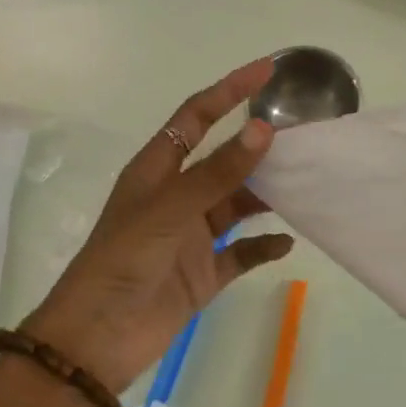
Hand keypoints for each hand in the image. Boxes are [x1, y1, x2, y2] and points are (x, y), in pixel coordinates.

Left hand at [21, 59, 294, 393]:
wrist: (99, 335)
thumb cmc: (123, 260)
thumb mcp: (169, 209)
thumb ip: (217, 173)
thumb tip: (263, 131)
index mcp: (157, 170)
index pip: (196, 118)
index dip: (228, 91)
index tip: (267, 71)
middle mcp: (176, 198)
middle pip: (224, 161)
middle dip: (259, 147)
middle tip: (304, 136)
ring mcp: (191, 237)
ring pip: (237, 205)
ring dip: (267, 196)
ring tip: (306, 184)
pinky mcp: (204, 273)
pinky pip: (242, 253)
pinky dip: (264, 247)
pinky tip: (288, 243)